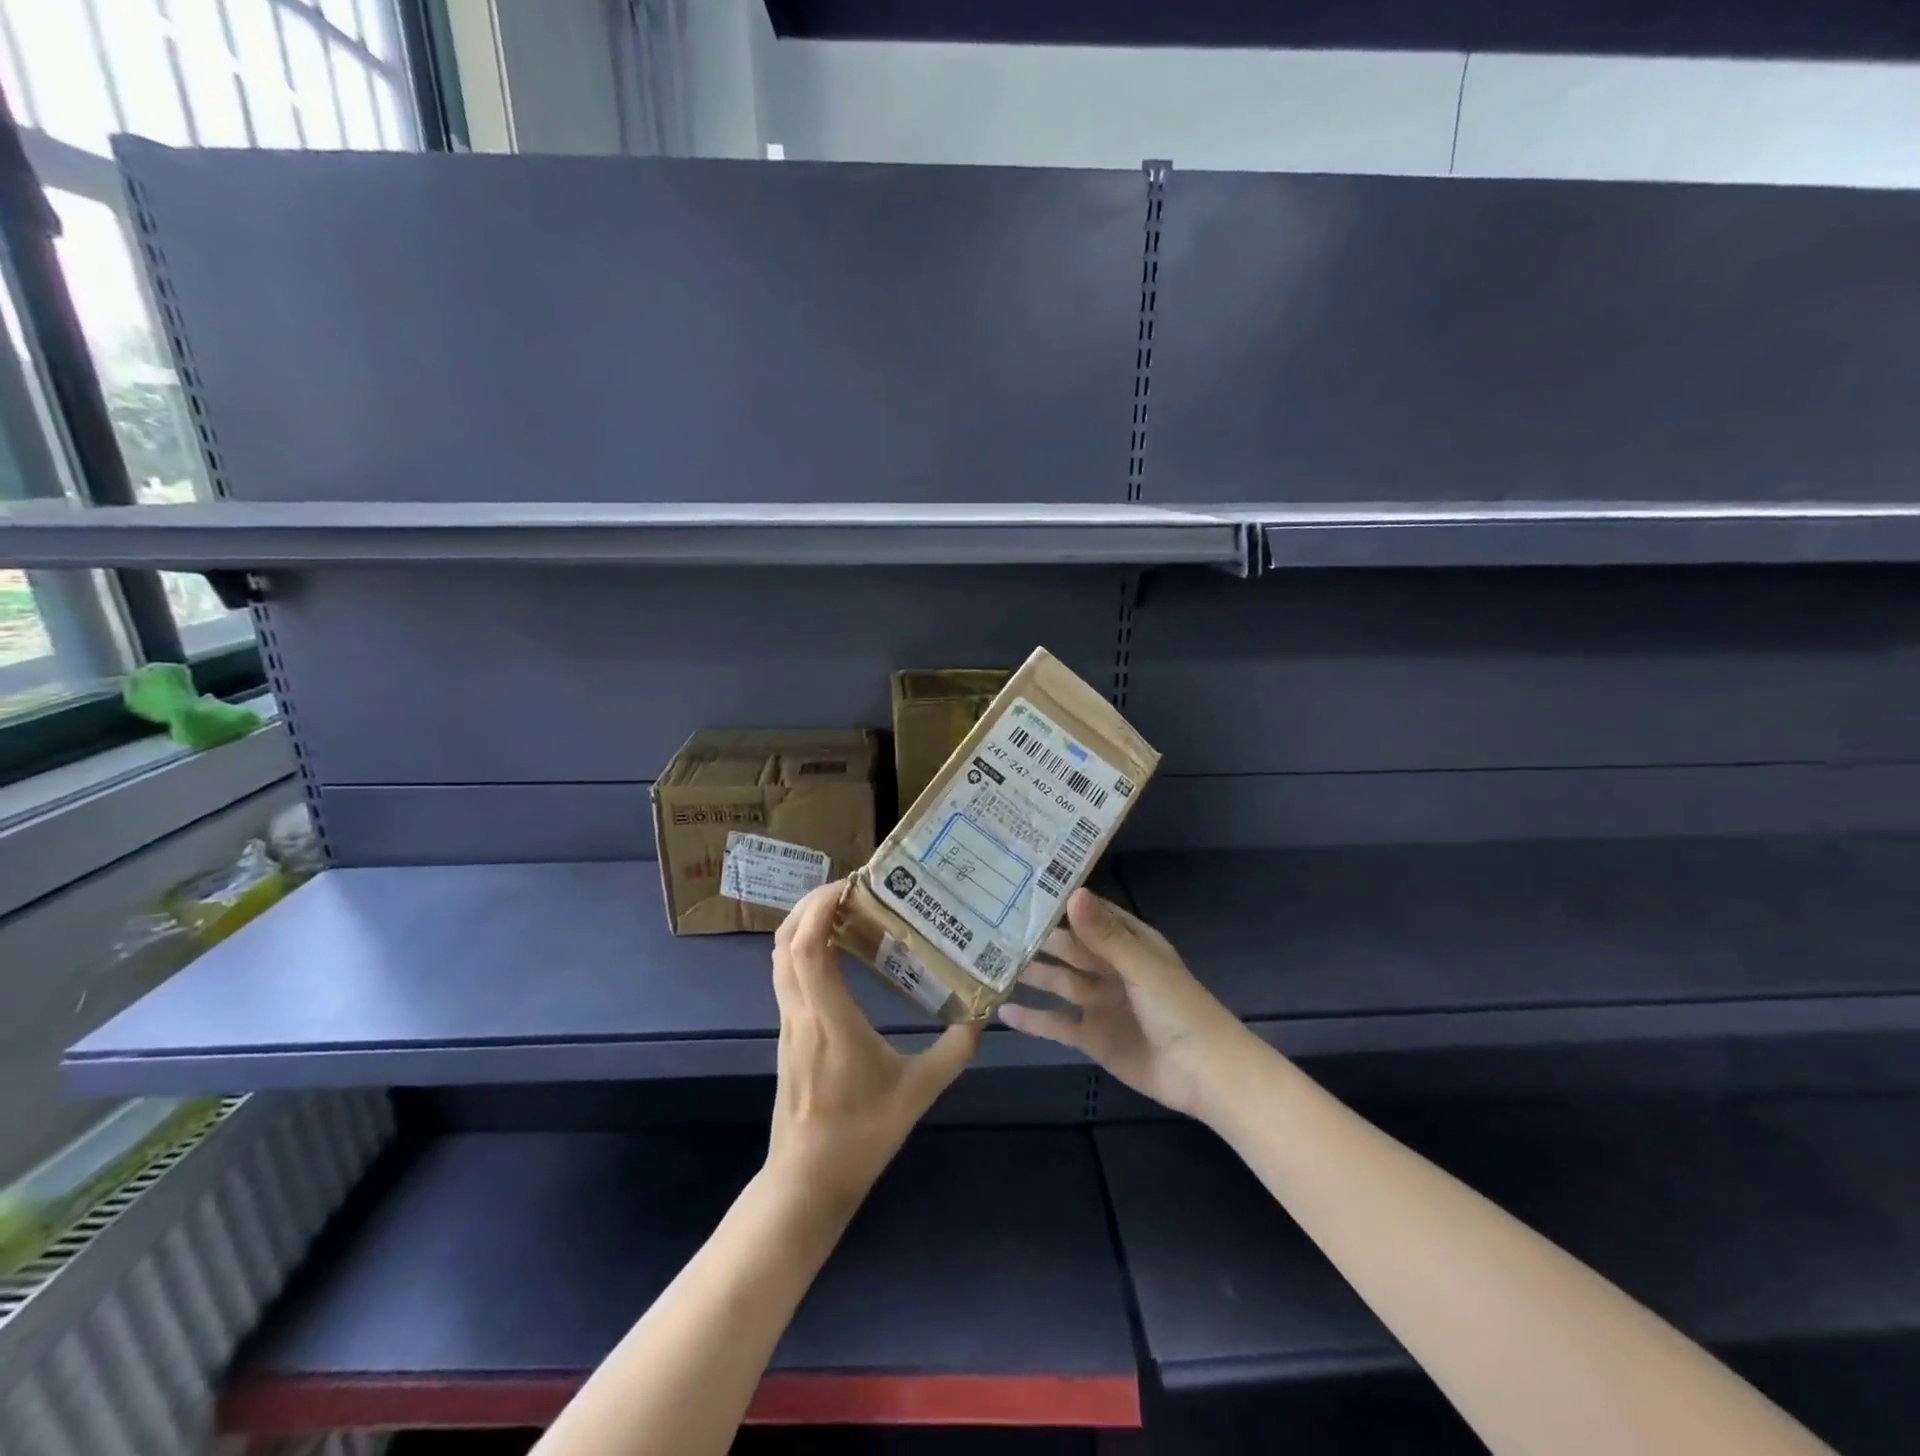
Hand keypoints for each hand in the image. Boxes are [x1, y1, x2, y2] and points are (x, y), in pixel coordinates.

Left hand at [765, 882, 983, 1216]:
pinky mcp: (787, 1033)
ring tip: (844, 910)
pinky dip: (802, 947)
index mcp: (828, 1020)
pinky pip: (786, 974)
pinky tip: (836, 951)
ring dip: (804, 923)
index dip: (819, 907)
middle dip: (810, 904)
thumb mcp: (918, 1092)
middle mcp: (800, 1012)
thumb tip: (981, 1015)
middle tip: (849, 888)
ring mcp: (788, 1022)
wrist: (807, 1181)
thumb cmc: (862, 1134)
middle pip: (785, 940)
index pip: (807, 947)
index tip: (850, 884)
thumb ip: (953, 1052)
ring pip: (780, 956)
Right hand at [999, 888, 1253, 1119]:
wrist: (1205, 1075)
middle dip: (1037, 938)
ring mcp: (1100, 1003)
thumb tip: (1071, 893)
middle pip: (1068, 947)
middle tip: (992, 925)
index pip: (1089, 913)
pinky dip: (1033, 1019)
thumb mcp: (1141, 967)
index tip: (1021, 887)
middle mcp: (1110, 967)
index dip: (1060, 902)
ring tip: (989, 963)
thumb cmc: (1180, 1009)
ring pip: (1058, 982)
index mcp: (1129, 942)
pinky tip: (1003, 1012)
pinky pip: (1056, 1024)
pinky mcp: (1092, 1037)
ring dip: (1031, 974)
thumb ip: (1104, 935)